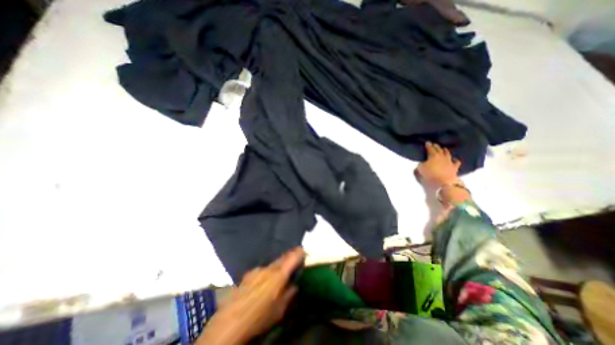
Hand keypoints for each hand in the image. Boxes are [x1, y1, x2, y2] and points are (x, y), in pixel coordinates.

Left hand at [199, 247, 302, 342]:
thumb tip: (294, 286)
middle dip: (288, 257)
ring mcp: (256, 270)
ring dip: (277, 265)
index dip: (298, 253)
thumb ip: (289, 294)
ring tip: (279, 271)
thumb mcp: (279, 310)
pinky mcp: (247, 275)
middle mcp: (268, 269)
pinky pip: (261, 270)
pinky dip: (266, 272)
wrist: (229, 324)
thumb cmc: (259, 318)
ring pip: (271, 264)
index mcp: (278, 275)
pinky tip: (264, 281)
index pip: (291, 258)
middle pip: (281, 258)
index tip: (302, 249)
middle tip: (294, 256)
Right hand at [413, 141, 460, 187]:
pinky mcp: (454, 167)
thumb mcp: (420, 169)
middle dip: (436, 146)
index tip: (427, 142)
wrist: (444, 182)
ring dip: (445, 150)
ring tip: (443, 148)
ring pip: (447, 153)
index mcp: (433, 155)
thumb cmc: (430, 175)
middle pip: (439, 149)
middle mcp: (442, 156)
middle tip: (434, 144)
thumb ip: (420, 164)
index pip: (430, 148)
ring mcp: (449, 161)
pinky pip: (456, 161)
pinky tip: (453, 159)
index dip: (428, 145)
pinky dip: (454, 159)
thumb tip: (422, 162)